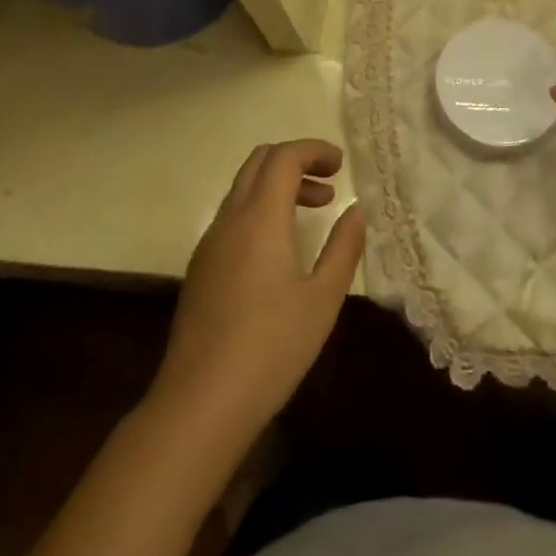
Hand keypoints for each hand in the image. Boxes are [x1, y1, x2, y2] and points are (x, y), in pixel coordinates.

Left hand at [153, 140, 364, 436]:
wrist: (199, 405)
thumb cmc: (271, 349)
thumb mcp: (322, 300)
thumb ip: (343, 248)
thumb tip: (356, 211)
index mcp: (260, 218)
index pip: (284, 157)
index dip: (314, 150)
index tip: (341, 164)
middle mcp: (230, 219)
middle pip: (259, 162)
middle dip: (296, 161)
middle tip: (329, 183)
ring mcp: (209, 243)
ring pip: (243, 189)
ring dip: (278, 186)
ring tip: (313, 212)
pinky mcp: (200, 268)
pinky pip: (232, 216)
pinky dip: (260, 210)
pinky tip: (281, 249)